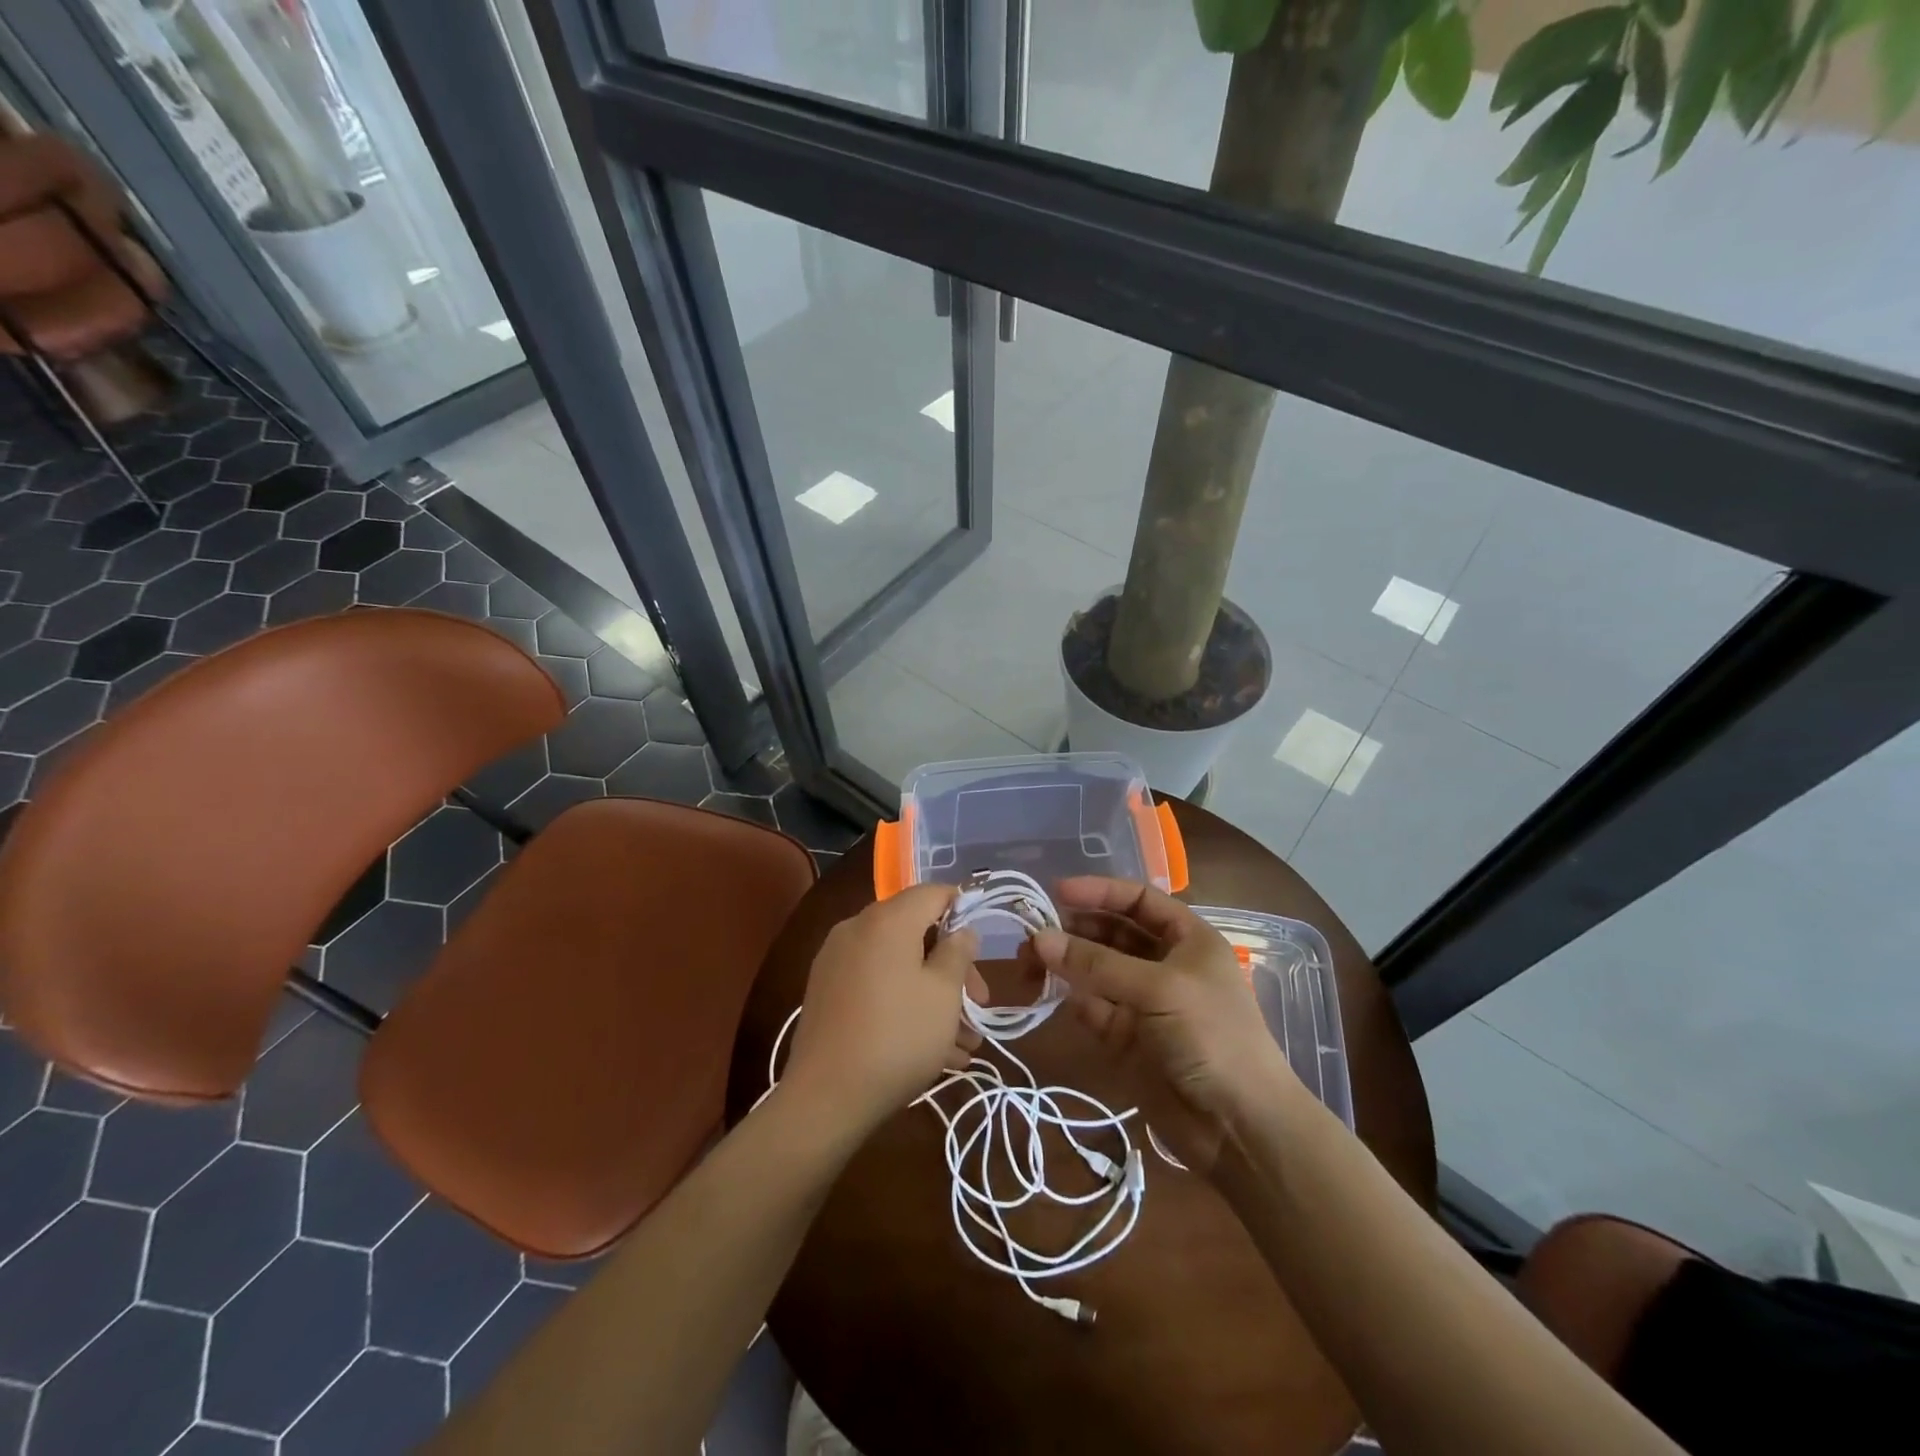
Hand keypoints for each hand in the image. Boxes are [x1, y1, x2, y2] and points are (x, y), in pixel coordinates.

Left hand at [781, 884, 985, 1136]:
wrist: (825, 1097)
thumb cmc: (898, 1037)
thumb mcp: (944, 994)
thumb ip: (958, 952)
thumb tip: (961, 930)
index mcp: (887, 920)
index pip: (933, 893)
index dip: (964, 910)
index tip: (983, 947)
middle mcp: (856, 929)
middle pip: (916, 932)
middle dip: (952, 968)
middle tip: (977, 1006)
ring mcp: (836, 961)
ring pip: (898, 965)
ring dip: (932, 995)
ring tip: (962, 1043)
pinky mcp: (826, 992)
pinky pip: (876, 985)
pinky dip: (903, 1004)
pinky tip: (931, 1050)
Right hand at [1027, 877, 1292, 1174]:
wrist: (1238, 1125)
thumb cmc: (1210, 1036)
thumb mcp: (1158, 988)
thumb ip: (1097, 963)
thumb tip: (1039, 938)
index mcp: (1188, 939)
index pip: (1139, 900)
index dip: (1100, 891)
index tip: (1057, 891)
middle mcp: (1165, 964)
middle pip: (1113, 932)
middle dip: (1075, 928)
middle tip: (1033, 932)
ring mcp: (1145, 1002)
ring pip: (1097, 970)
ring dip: (1066, 962)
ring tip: (1028, 960)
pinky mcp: (1127, 1037)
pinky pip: (1093, 1006)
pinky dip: (1072, 997)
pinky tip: (1047, 991)